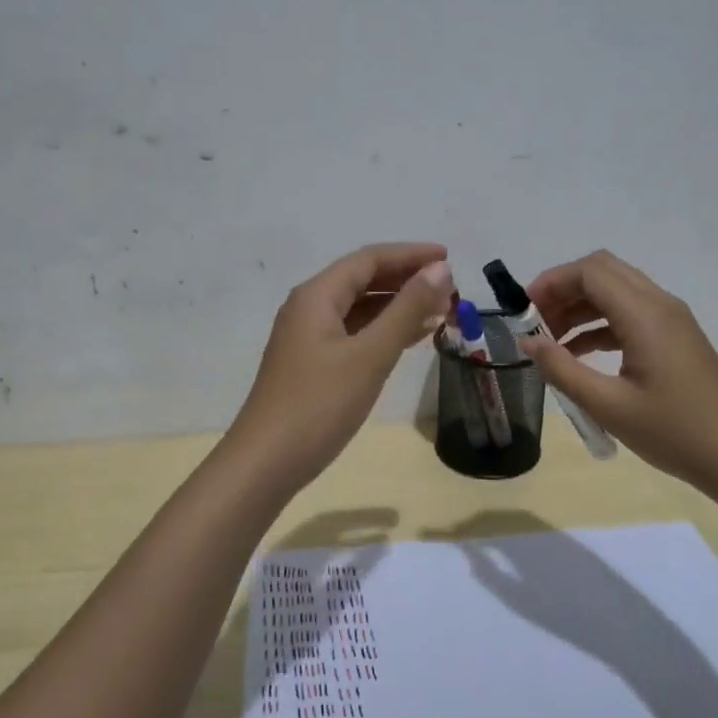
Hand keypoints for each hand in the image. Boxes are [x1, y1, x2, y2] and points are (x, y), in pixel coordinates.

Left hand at [232, 242, 454, 487]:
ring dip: (398, 307)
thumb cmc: (319, 404)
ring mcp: (308, 338)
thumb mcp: (369, 354)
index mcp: (317, 296)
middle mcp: (309, 308)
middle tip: (450, 290)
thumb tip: (439, 269)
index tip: (450, 258)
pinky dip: (383, 332)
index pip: (369, 259)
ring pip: (359, 309)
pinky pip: (354, 334)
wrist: (267, 462)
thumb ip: (406, 309)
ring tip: (440, 313)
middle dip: (407, 281)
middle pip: (363, 280)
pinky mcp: (312, 365)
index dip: (410, 255)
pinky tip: (409, 340)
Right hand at [516, 250, 717, 490]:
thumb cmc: (674, 431)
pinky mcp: (675, 338)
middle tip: (535, 322)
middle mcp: (659, 305)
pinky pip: (629, 314)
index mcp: (644, 314)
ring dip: (580, 307)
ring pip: (616, 292)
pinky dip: (599, 324)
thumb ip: (562, 369)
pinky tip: (578, 355)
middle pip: (603, 272)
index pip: (590, 272)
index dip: (552, 281)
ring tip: (550, 342)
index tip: (524, 310)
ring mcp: (671, 320)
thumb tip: (529, 341)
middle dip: (563, 289)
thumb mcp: (608, 405)